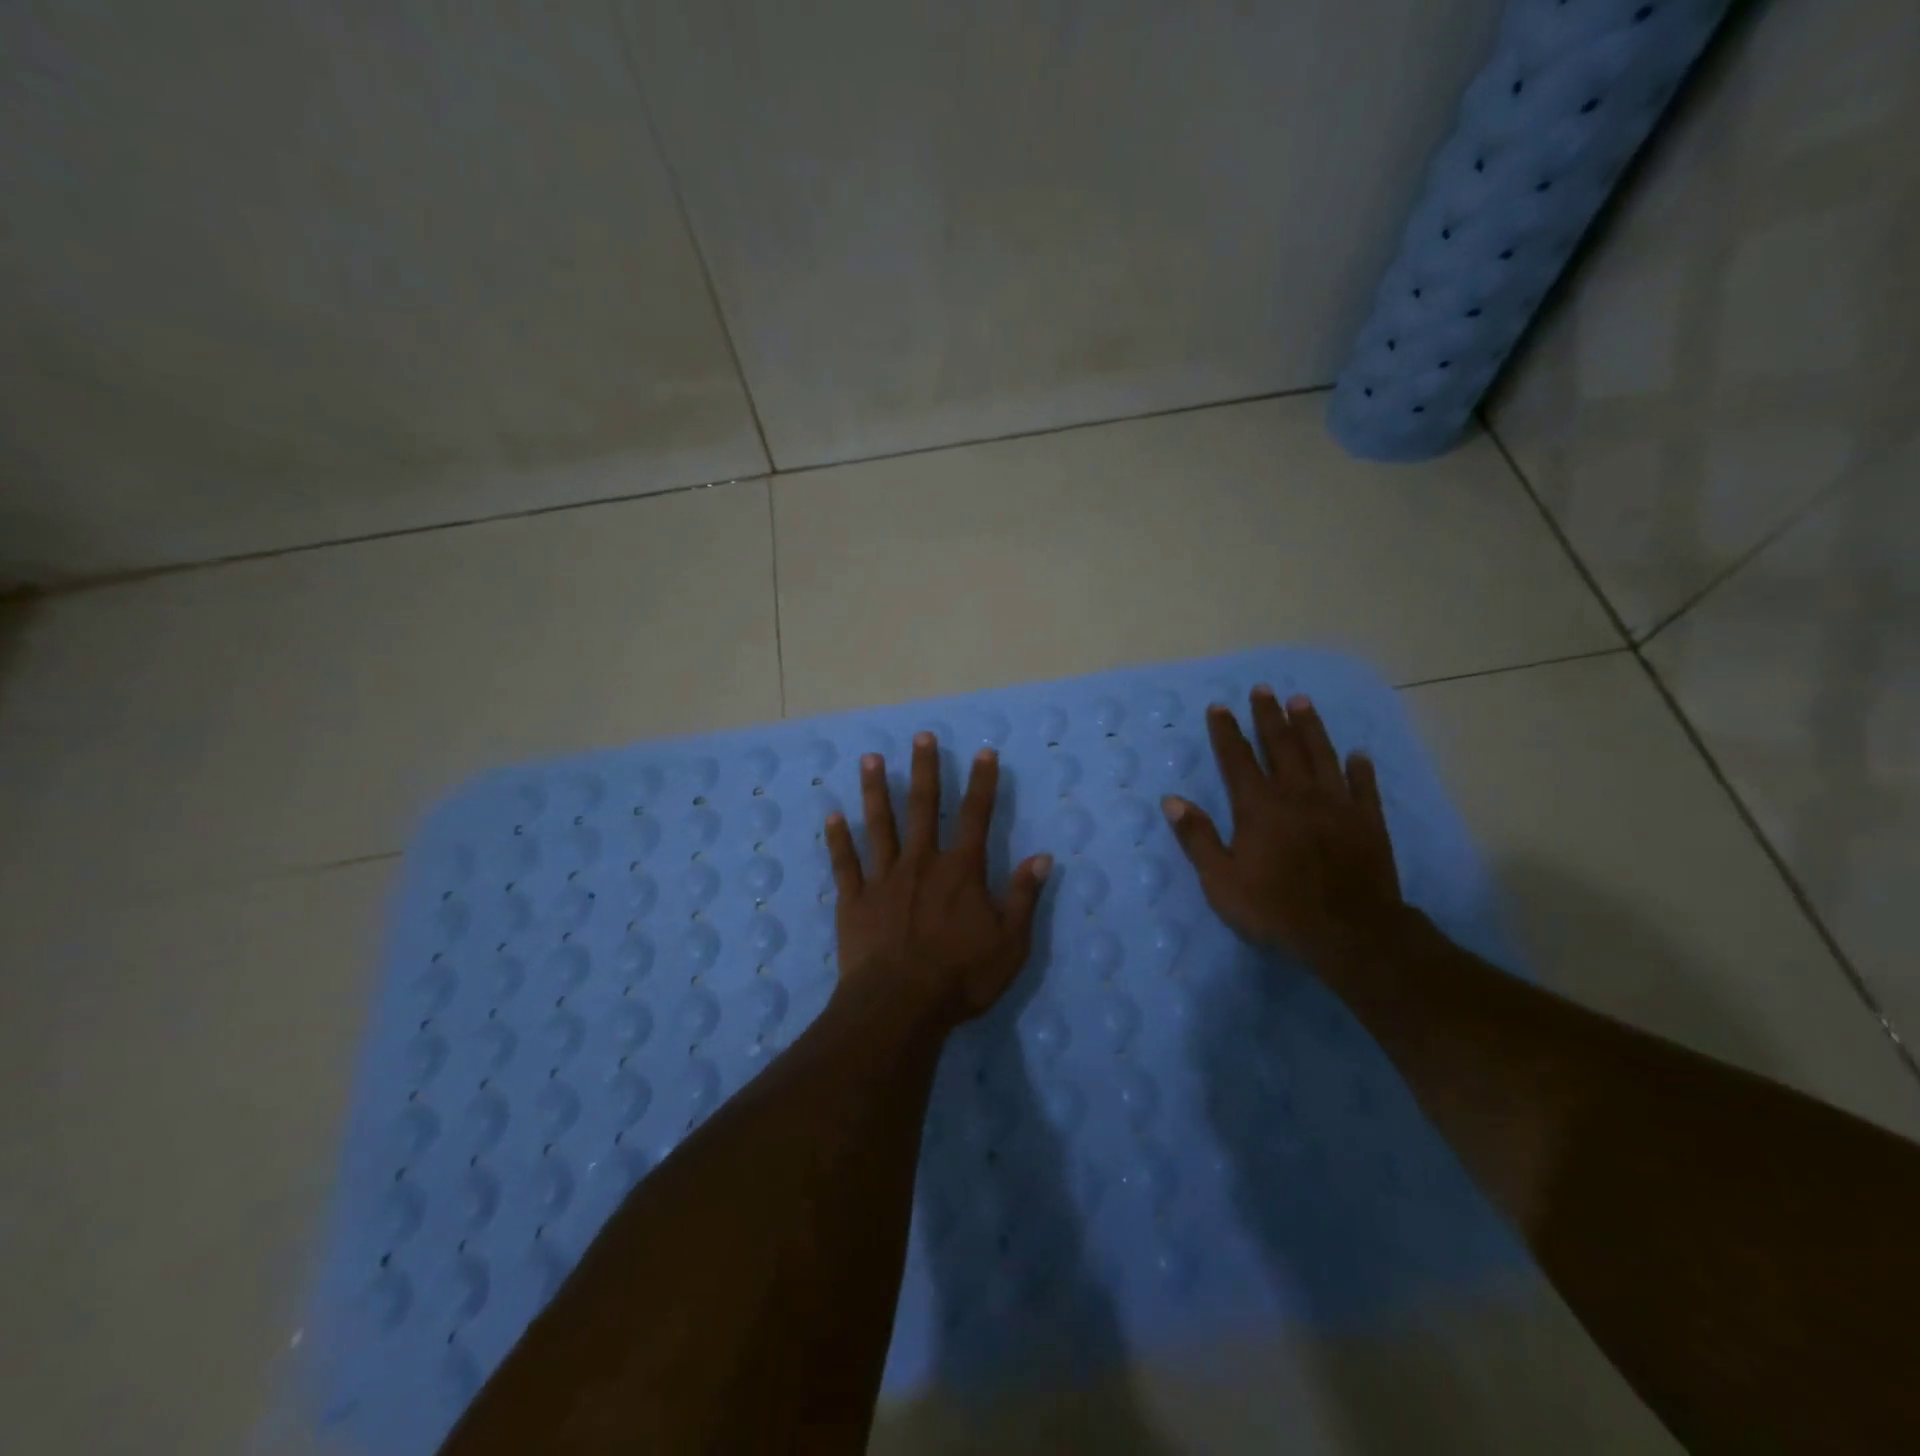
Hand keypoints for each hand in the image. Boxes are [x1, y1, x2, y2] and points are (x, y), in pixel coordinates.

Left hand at [824, 732, 1052, 1029]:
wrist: (899, 1006)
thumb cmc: (960, 977)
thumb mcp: (1009, 943)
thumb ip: (1023, 897)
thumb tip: (1043, 856)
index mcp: (961, 871)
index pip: (976, 816)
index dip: (983, 783)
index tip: (984, 752)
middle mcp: (921, 863)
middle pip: (924, 807)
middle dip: (925, 770)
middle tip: (921, 736)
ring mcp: (884, 878)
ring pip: (879, 825)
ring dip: (876, 790)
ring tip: (871, 759)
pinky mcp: (854, 900)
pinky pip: (845, 863)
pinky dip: (838, 839)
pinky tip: (832, 815)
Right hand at [1162, 687, 1405, 970]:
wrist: (1348, 933)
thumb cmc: (1275, 908)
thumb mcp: (1221, 880)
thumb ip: (1198, 837)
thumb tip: (1172, 800)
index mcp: (1259, 807)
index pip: (1238, 759)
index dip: (1227, 732)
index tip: (1220, 706)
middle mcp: (1297, 795)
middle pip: (1281, 746)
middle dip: (1269, 716)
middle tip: (1263, 689)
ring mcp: (1336, 805)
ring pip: (1322, 756)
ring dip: (1311, 727)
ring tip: (1302, 701)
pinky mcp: (1367, 822)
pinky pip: (1364, 787)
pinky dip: (1360, 768)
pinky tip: (1358, 754)